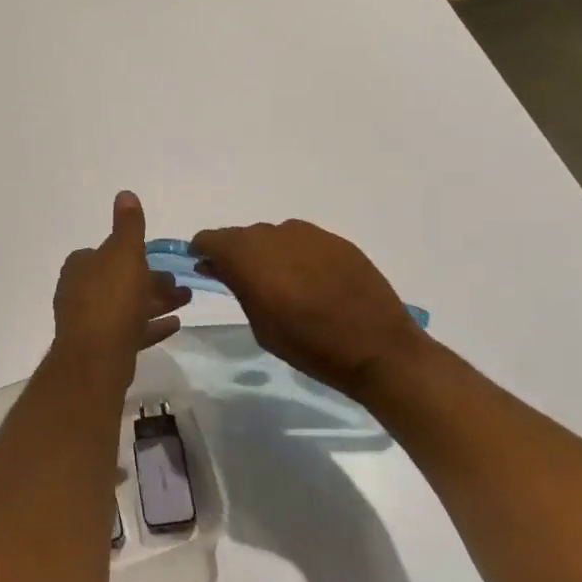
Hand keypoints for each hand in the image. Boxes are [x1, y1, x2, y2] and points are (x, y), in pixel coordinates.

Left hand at [53, 191, 190, 376]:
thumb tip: (125, 193)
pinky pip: (130, 331)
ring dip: (156, 302)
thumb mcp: (124, 253)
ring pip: (127, 306)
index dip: (133, 254)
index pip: (107, 252)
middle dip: (151, 280)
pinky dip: (150, 326)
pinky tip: (175, 325)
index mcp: (81, 266)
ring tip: (186, 301)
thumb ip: (128, 225)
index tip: (159, 259)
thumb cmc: (111, 298)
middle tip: (181, 285)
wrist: (96, 357)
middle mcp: (80, 291)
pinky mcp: (101, 347)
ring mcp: (89, 321)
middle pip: (120, 280)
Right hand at [189, 219, 423, 392]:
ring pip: (274, 237)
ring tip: (282, 284)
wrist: (377, 348)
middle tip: (244, 282)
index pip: (211, 239)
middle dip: (237, 254)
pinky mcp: (337, 241)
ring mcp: (309, 234)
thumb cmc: (308, 345)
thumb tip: (219, 266)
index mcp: (248, 255)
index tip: (205, 266)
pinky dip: (297, 256)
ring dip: (269, 254)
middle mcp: (275, 234)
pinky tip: (311, 282)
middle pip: (243, 236)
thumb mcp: (260, 323)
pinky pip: (303, 242)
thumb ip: (237, 287)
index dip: (204, 251)